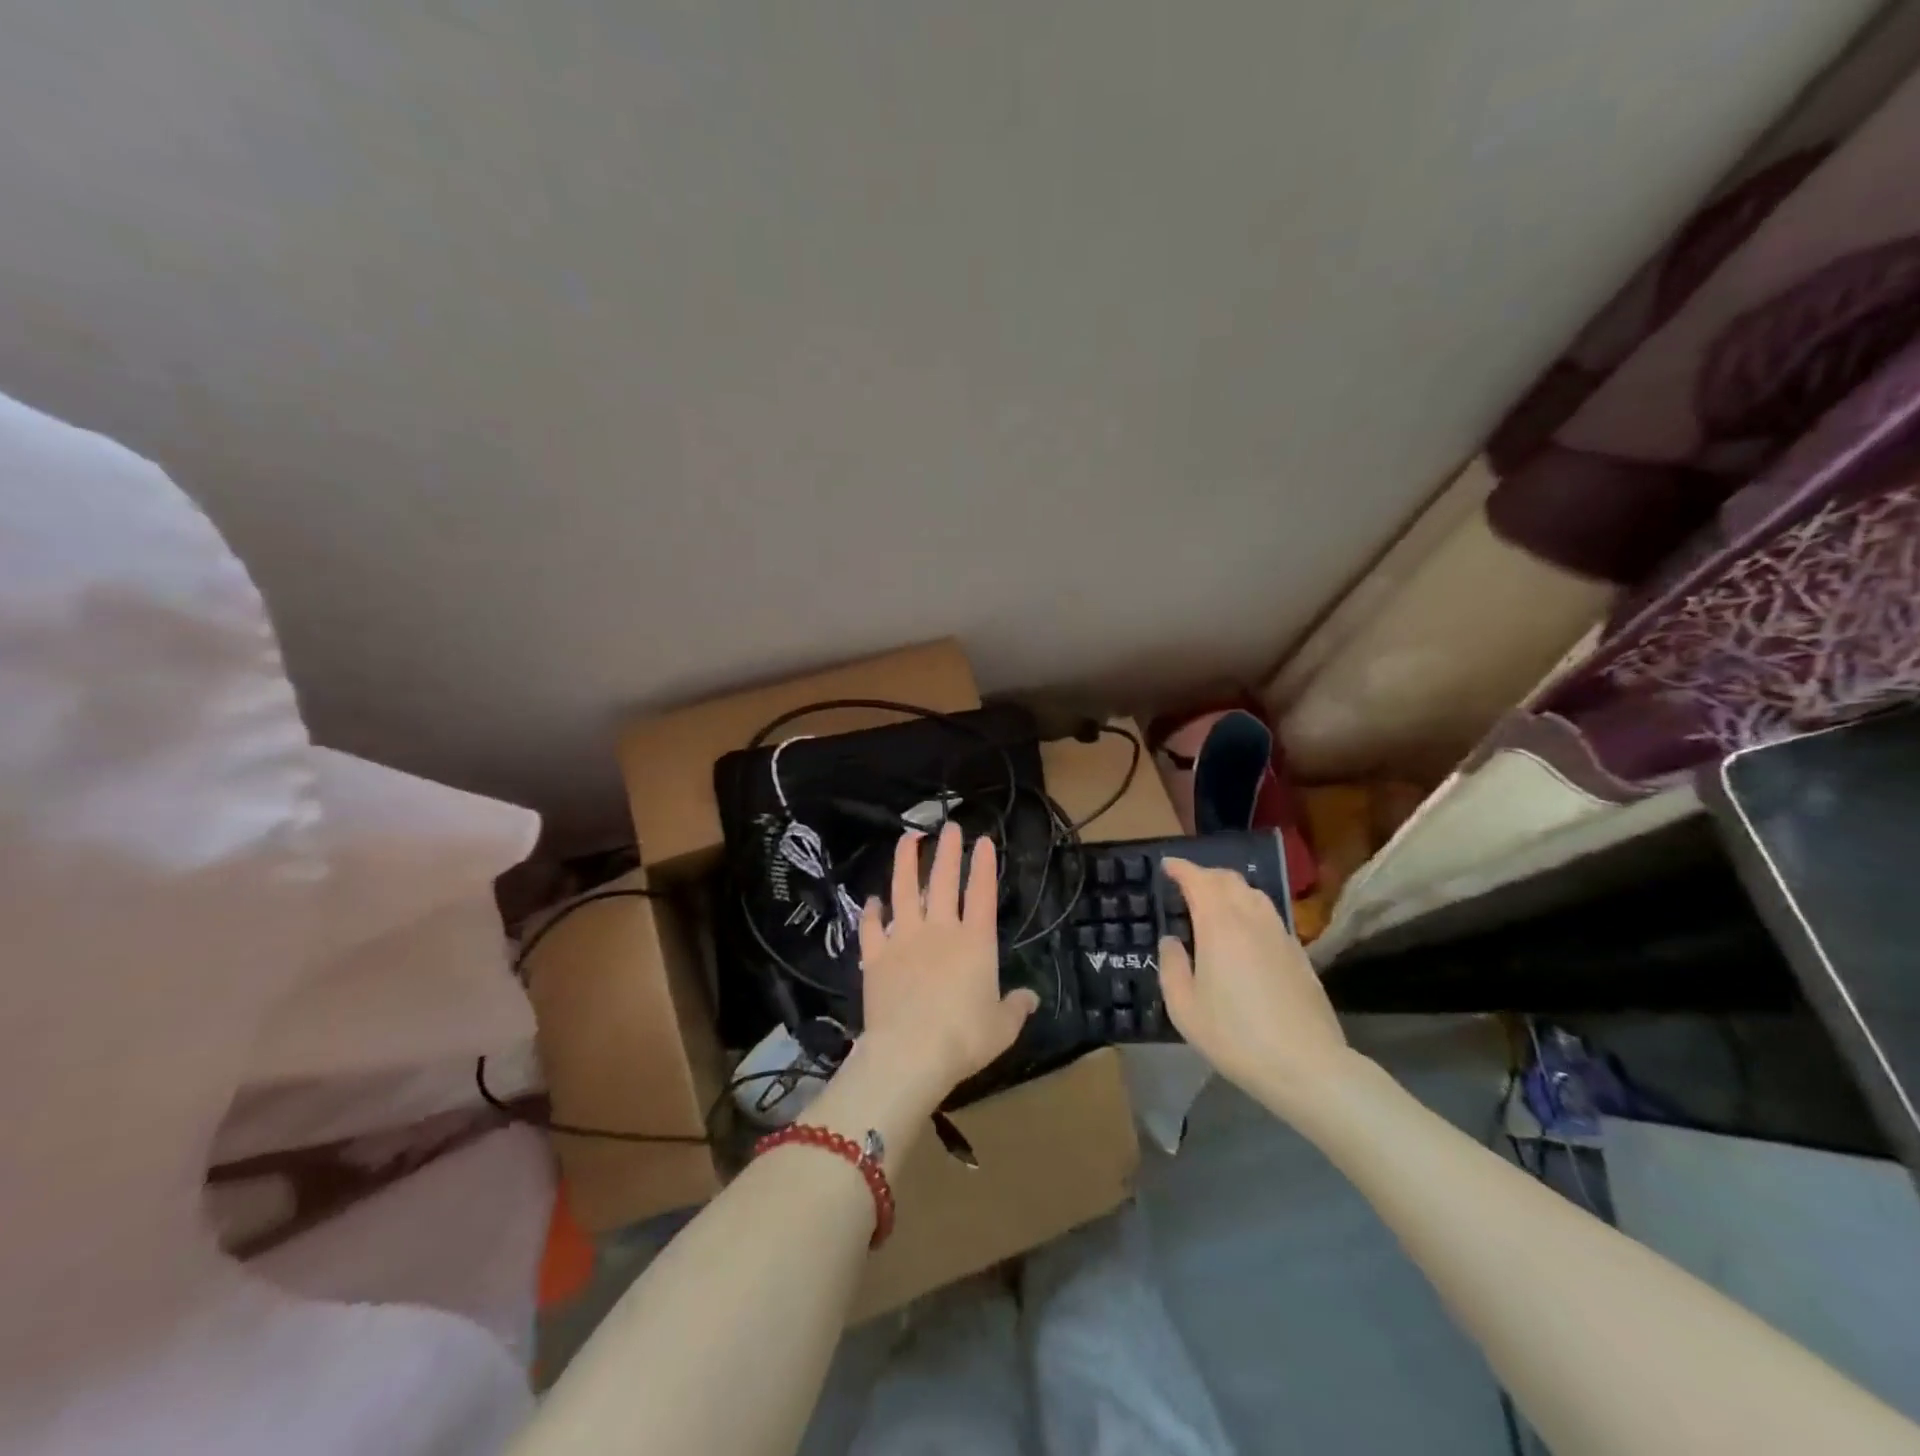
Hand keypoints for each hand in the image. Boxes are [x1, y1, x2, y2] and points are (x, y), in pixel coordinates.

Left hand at [853, 823, 1037, 1103]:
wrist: (910, 1053)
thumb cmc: (964, 1038)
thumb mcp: (1002, 1027)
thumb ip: (1016, 1007)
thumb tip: (1031, 997)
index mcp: (974, 941)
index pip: (981, 892)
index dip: (983, 865)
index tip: (983, 840)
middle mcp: (939, 930)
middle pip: (943, 881)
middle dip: (947, 851)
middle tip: (949, 826)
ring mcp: (903, 939)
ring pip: (904, 891)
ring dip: (906, 862)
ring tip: (907, 838)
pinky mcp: (875, 956)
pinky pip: (871, 927)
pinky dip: (872, 911)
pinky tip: (873, 900)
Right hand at [1156, 858, 1353, 1119]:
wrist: (1307, 1066)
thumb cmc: (1236, 1037)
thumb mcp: (1184, 1008)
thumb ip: (1172, 967)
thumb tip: (1172, 941)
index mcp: (1219, 925)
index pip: (1198, 880)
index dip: (1181, 868)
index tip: (1167, 866)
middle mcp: (1252, 919)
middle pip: (1229, 879)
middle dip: (1205, 874)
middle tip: (1186, 884)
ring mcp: (1280, 934)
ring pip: (1254, 893)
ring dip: (1230, 889)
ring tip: (1214, 903)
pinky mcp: (1299, 953)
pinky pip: (1269, 915)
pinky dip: (1250, 909)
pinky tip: (1244, 932)